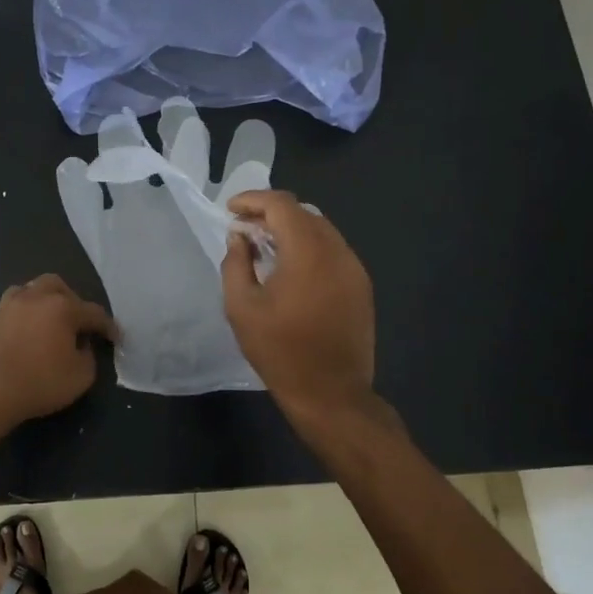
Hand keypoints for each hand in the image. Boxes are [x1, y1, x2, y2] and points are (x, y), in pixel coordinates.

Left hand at [0, 275, 117, 431]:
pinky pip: (14, 306)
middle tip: (78, 324)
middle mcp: (36, 297)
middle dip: (73, 301)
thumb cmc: (39, 382)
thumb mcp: (80, 377)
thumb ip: (88, 357)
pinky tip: (27, 332)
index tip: (115, 338)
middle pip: (59, 286)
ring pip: (32, 289)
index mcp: (63, 307)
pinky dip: (25, 314)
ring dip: (45, 300)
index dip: (107, 326)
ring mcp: (9, 306)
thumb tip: (81, 346)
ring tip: (49, 321)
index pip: (93, 312)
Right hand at [222, 191, 376, 421]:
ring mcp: (354, 268)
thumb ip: (236, 263)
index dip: (253, 200)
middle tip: (244, 229)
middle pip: (303, 213)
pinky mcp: (361, 285)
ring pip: (321, 230)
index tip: (231, 210)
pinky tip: (291, 269)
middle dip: (271, 213)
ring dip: (291, 230)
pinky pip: (333, 251)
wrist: (331, 394)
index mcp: (308, 251)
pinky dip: (309, 248)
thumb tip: (240, 237)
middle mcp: (337, 250)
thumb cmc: (280, 351)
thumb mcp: (242, 307)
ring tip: (265, 248)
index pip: (281, 204)